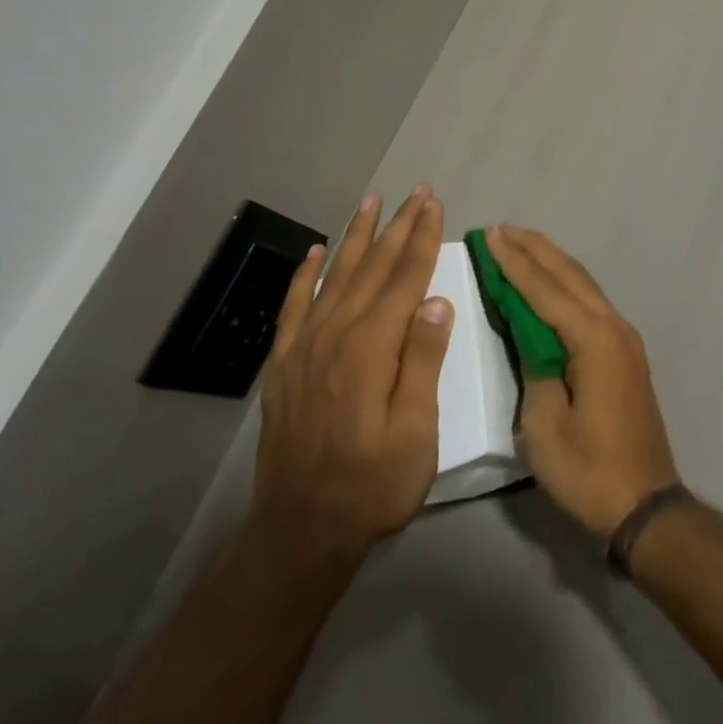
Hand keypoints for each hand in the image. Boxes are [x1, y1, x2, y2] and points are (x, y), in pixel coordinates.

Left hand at [249, 187, 453, 560]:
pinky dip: (307, 274)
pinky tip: (318, 251)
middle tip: (416, 191)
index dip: (422, 239)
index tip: (434, 204)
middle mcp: (336, 334)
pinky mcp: (285, 364)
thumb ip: (423, 362)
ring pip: (336, 276)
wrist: (300, 531)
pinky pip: (296, 305)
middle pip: (372, 268)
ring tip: (371, 202)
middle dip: (397, 226)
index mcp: (371, 348)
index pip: (404, 279)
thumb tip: (437, 300)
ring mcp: (305, 347)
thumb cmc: (373, 486)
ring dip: (357, 236)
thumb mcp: (416, 433)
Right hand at [488, 225, 680, 539]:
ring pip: (583, 284)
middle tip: (501, 229)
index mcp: (593, 340)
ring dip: (551, 262)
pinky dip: (565, 284)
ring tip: (520, 244)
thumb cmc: (589, 471)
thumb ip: (535, 371)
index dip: (514, 262)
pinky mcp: (625, 353)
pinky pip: (590, 302)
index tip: (490, 236)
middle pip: (569, 275)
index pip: (545, 290)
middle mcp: (613, 327)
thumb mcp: (545, 427)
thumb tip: (531, 339)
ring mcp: (624, 339)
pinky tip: (549, 283)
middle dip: (534, 249)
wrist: (646, 505)